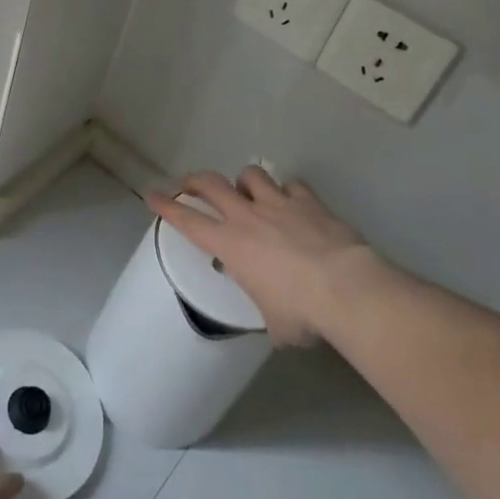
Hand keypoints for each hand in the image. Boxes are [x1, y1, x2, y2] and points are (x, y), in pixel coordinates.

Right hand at [146, 167, 388, 345]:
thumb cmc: (301, 312)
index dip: (166, 206)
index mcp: (230, 245)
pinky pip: (293, 185)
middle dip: (195, 180)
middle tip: (190, 184)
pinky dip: (289, 191)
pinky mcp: (310, 201)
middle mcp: (248, 216)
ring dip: (244, 181)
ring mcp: (279, 204)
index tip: (153, 195)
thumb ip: (269, 313)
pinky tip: (294, 202)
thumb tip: (279, 325)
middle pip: (211, 183)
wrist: (346, 288)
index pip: (187, 220)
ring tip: (249, 192)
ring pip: (250, 174)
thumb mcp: (274, 322)